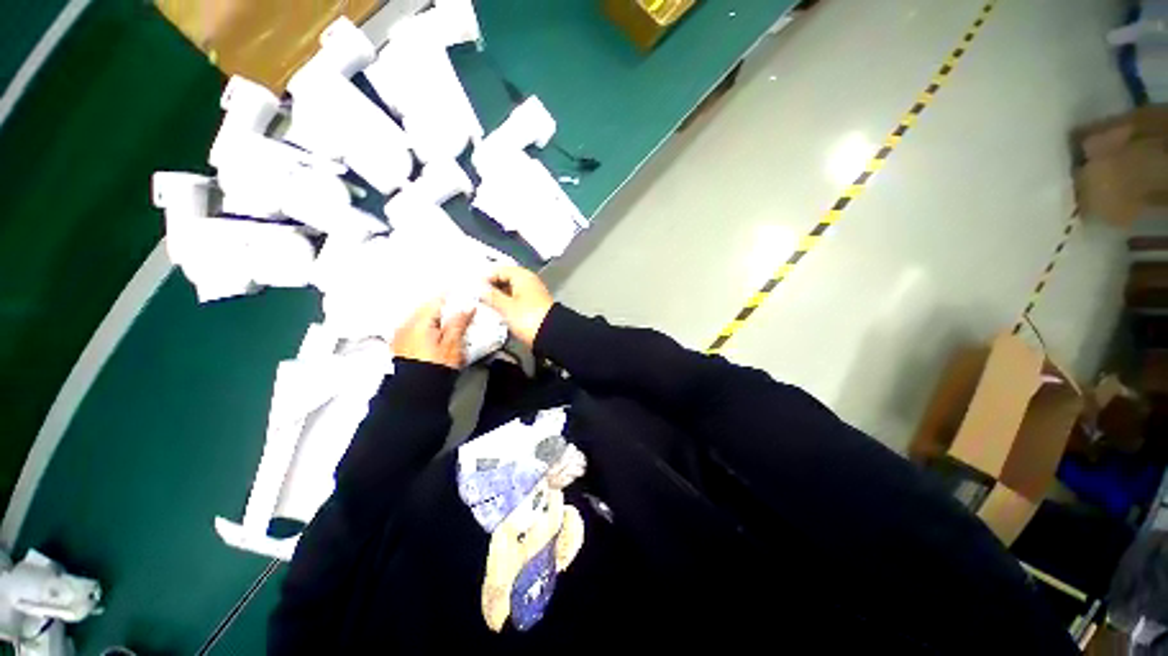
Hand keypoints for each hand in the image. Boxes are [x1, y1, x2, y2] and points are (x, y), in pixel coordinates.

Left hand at [392, 299, 475, 369]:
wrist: (415, 393)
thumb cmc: (433, 369)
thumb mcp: (452, 344)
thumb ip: (459, 323)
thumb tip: (467, 308)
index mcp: (418, 321)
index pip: (438, 300)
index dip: (454, 299)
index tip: (466, 301)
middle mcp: (405, 325)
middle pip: (429, 309)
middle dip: (446, 310)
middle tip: (463, 314)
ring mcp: (401, 335)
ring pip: (423, 319)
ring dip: (438, 321)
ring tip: (454, 328)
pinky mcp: (401, 346)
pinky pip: (417, 330)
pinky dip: (429, 330)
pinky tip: (439, 338)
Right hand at [482, 266, 553, 348]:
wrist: (552, 335)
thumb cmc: (528, 318)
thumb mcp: (506, 307)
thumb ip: (491, 295)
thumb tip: (479, 287)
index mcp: (522, 276)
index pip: (499, 270)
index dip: (486, 278)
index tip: (474, 288)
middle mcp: (529, 281)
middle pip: (506, 279)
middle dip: (492, 287)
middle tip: (477, 297)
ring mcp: (533, 293)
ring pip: (511, 290)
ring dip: (499, 296)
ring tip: (486, 305)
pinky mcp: (534, 305)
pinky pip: (517, 299)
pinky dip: (507, 303)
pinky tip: (499, 311)